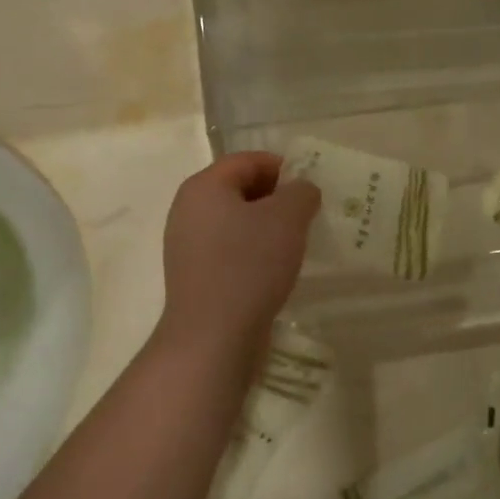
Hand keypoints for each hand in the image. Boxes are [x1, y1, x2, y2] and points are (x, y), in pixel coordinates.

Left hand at [158, 153, 318, 360]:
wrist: (213, 338)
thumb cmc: (249, 265)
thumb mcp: (288, 217)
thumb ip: (301, 192)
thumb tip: (301, 190)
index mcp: (204, 187)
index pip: (248, 161)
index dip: (283, 167)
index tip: (312, 186)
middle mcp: (188, 210)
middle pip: (239, 189)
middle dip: (277, 197)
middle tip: (309, 214)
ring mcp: (187, 246)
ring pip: (236, 222)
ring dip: (267, 227)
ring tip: (296, 243)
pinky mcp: (195, 276)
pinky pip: (230, 250)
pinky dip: (254, 252)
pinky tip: (276, 269)